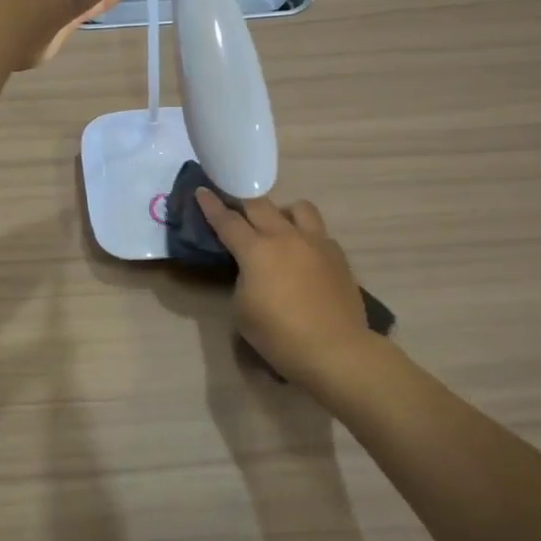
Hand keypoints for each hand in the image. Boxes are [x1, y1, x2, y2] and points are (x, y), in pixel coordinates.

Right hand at [195, 190, 377, 396]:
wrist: (335, 350)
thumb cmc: (279, 335)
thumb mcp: (243, 309)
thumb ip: (243, 279)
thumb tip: (253, 269)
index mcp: (256, 250)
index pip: (227, 220)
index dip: (211, 205)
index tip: (202, 190)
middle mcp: (285, 237)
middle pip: (260, 205)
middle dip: (243, 201)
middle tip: (235, 206)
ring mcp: (316, 243)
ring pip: (298, 208)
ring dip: (283, 212)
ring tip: (279, 228)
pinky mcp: (338, 256)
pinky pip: (319, 233)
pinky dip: (306, 237)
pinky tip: (305, 256)